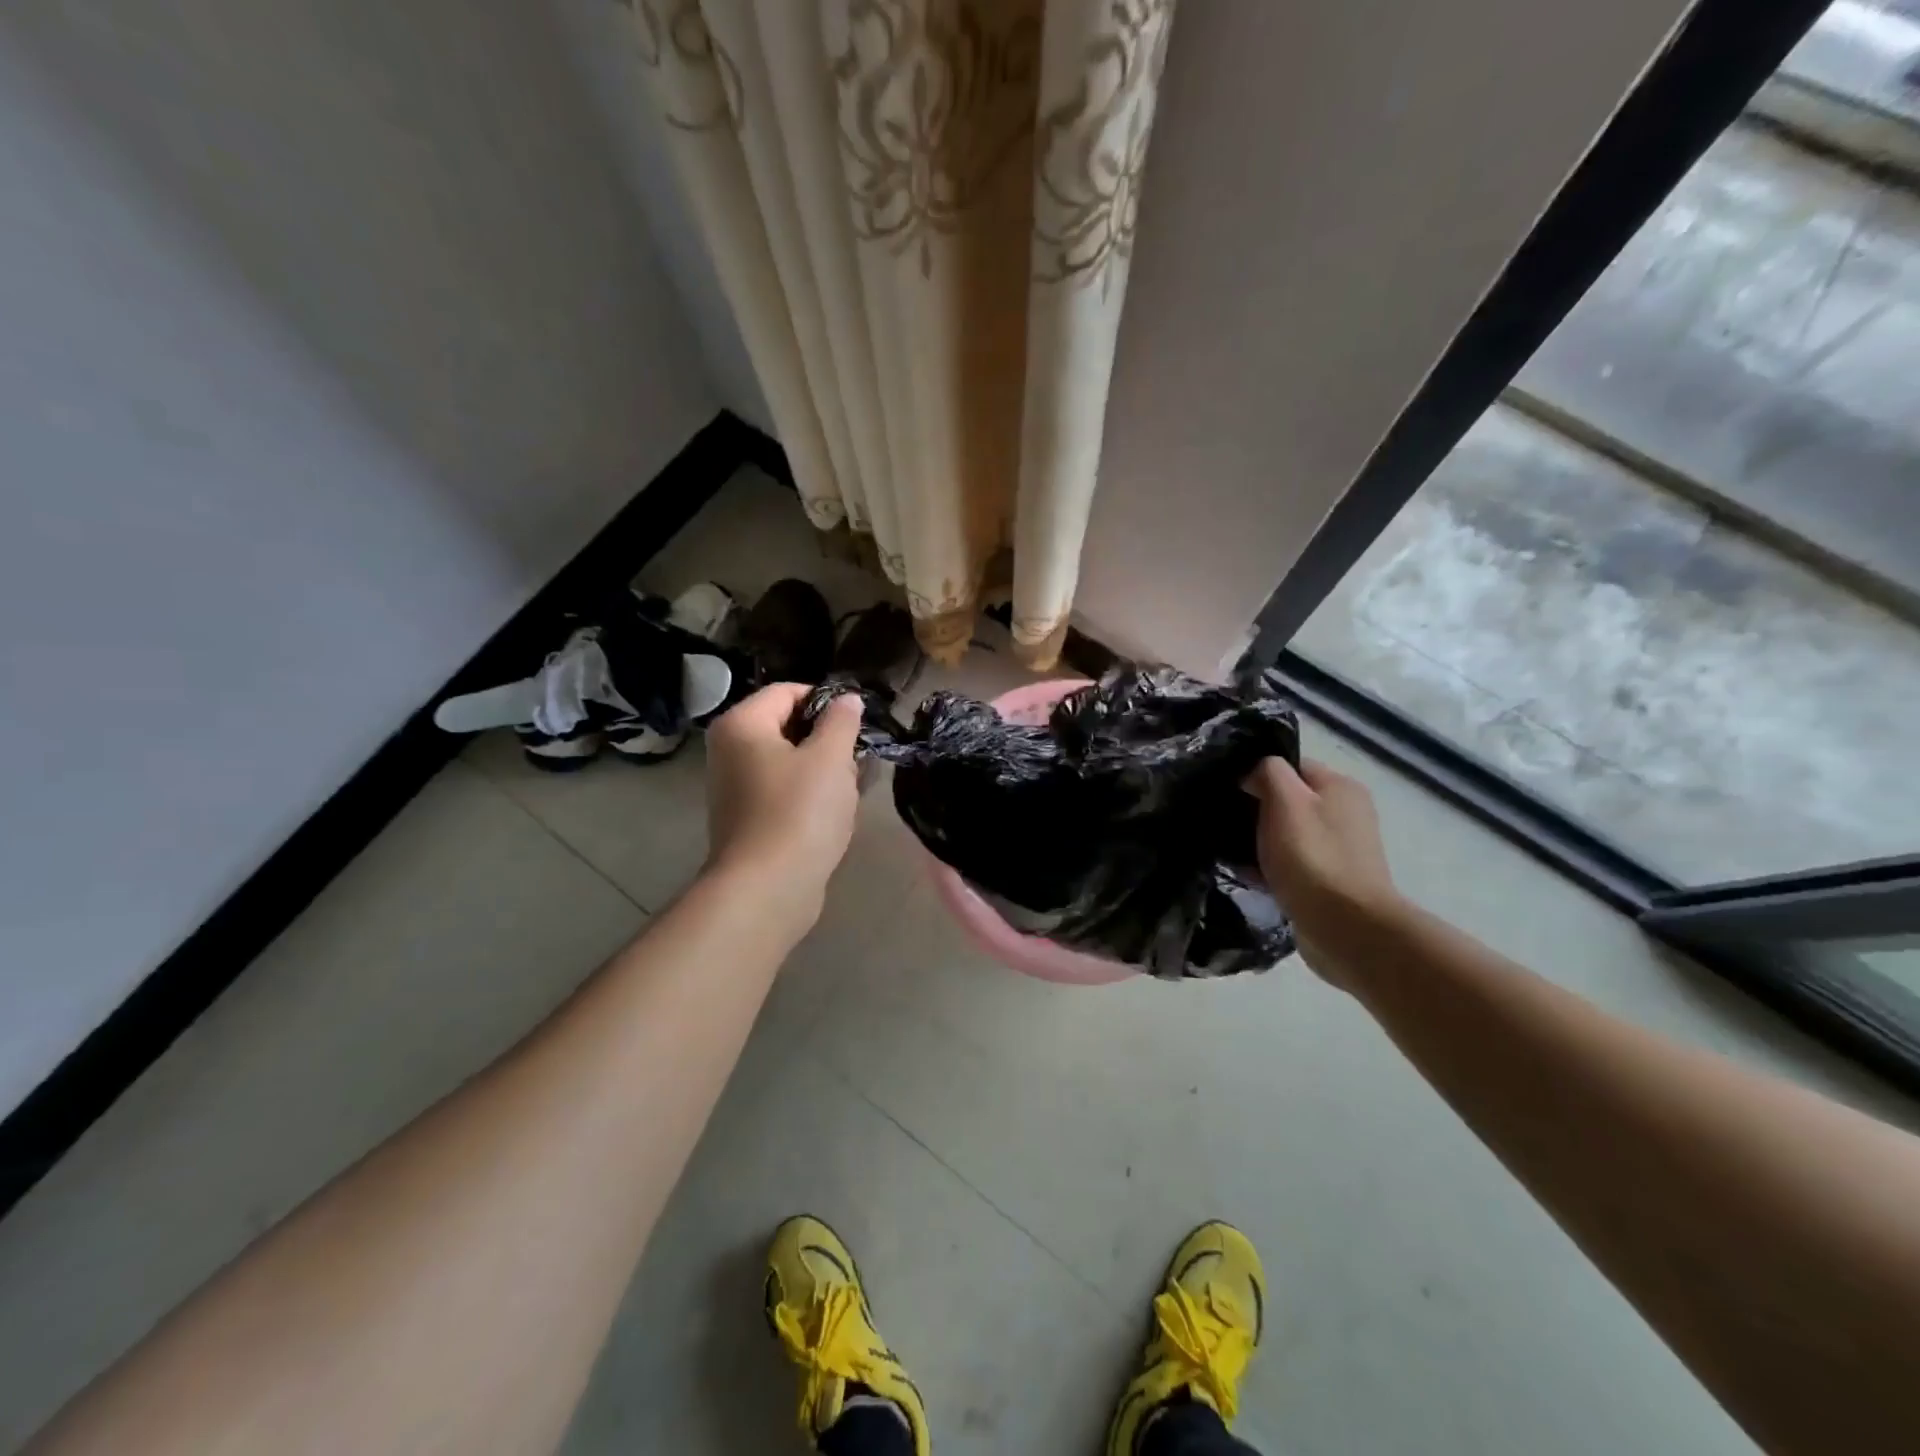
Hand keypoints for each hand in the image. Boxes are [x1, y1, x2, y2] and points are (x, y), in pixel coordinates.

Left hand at [703, 684, 863, 917]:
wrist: (767, 889)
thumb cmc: (799, 813)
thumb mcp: (830, 758)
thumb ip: (841, 721)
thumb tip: (847, 699)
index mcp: (742, 724)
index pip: (787, 691)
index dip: (827, 700)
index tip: (858, 722)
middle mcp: (729, 750)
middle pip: (788, 726)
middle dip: (828, 740)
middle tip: (857, 760)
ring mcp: (735, 787)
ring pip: (790, 762)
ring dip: (824, 770)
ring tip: (851, 789)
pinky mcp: (748, 819)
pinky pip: (785, 792)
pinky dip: (810, 796)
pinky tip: (836, 813)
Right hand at [1246, 757, 1404, 988]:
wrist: (1346, 928)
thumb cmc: (1312, 857)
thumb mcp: (1284, 800)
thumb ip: (1267, 772)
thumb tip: (1253, 772)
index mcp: (1340, 786)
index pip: (1290, 765)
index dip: (1256, 773)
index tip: (1228, 790)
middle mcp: (1346, 813)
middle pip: (1289, 800)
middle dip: (1255, 810)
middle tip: (1223, 821)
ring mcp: (1341, 849)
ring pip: (1287, 833)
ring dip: (1260, 841)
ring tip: (1229, 851)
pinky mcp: (1331, 881)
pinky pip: (1292, 863)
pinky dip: (1270, 866)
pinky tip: (1248, 875)